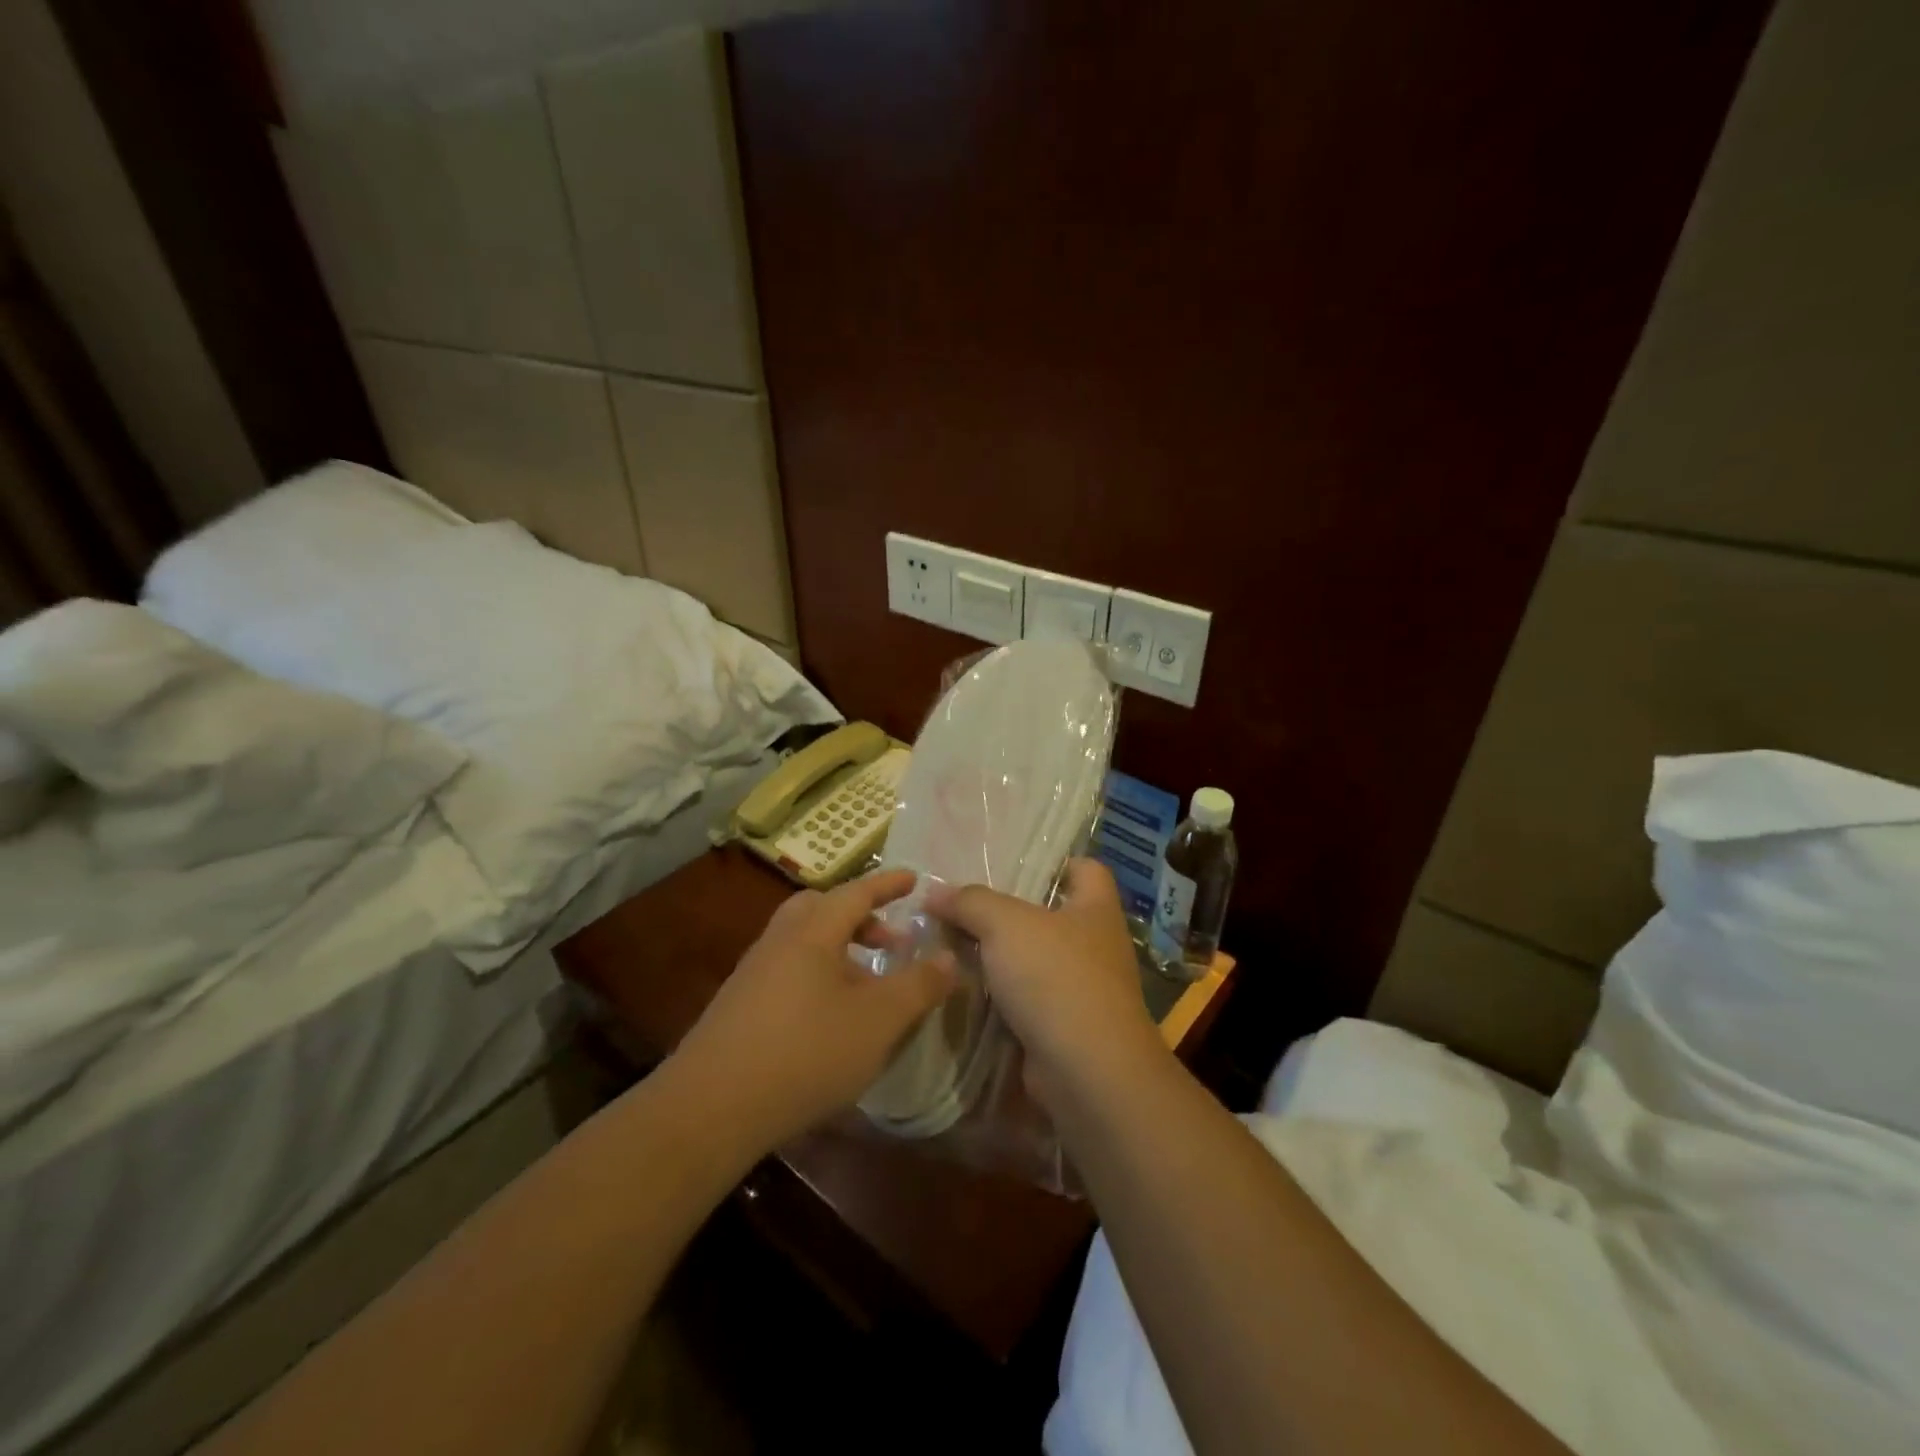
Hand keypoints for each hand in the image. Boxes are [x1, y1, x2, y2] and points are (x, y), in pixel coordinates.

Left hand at [668, 870, 955, 1154]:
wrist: (710, 1108)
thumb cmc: (805, 1053)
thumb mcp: (878, 1022)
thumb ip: (919, 986)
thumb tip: (949, 957)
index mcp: (812, 932)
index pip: (856, 892)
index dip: (888, 885)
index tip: (913, 878)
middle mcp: (779, 941)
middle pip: (821, 909)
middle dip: (860, 916)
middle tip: (889, 940)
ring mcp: (753, 973)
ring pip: (803, 941)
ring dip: (839, 950)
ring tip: (867, 984)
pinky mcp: (738, 1005)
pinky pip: (787, 970)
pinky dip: (817, 975)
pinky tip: (830, 1017)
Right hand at [926, 859, 1164, 1103]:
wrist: (1086, 1072)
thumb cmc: (1056, 977)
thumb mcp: (1006, 924)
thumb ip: (971, 902)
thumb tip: (935, 892)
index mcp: (1096, 908)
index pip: (1086, 869)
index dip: (1055, 862)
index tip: (1012, 863)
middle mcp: (1095, 945)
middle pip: (1049, 915)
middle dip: (1007, 912)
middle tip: (959, 905)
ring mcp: (1082, 990)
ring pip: (1032, 961)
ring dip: (996, 958)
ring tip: (947, 943)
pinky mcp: (1063, 1028)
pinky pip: (1024, 1001)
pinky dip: (997, 997)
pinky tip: (960, 988)